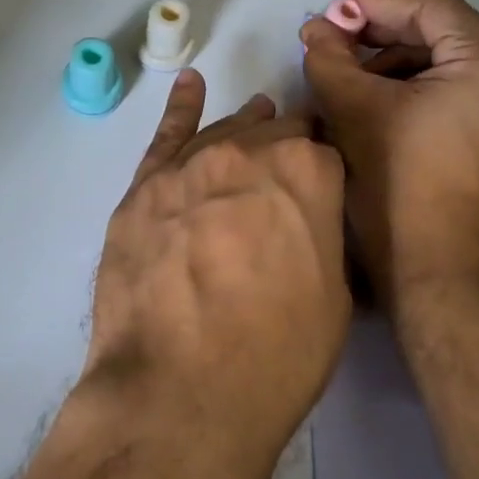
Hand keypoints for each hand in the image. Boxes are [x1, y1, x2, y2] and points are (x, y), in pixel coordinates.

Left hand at [84, 70, 349, 478]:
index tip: (324, 188)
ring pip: (224, 132)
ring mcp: (189, 165)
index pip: (324, 151)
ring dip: (244, 129)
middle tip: (289, 173)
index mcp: (308, 171)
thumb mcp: (334, 296)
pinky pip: (166, 134)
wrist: (181, 391)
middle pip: (274, 134)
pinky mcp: (144, 187)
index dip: (326, 172)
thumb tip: (309, 215)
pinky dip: (181, 107)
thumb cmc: (276, 356)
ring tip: (256, 119)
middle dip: (286, 150)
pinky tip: (190, 86)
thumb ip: (322, 233)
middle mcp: (249, 151)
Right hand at [299, 0, 478, 304]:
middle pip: (444, 35)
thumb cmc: (397, 185)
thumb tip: (316, 28)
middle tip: (337, 39)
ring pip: (450, 65)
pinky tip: (379, 101)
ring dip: (397, 63)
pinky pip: (460, 95)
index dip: (379, 2)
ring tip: (350, 74)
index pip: (432, 10)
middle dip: (384, 35)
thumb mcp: (353, 110)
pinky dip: (419, 89)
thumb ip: (329, 58)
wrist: (438, 274)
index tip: (338, 5)